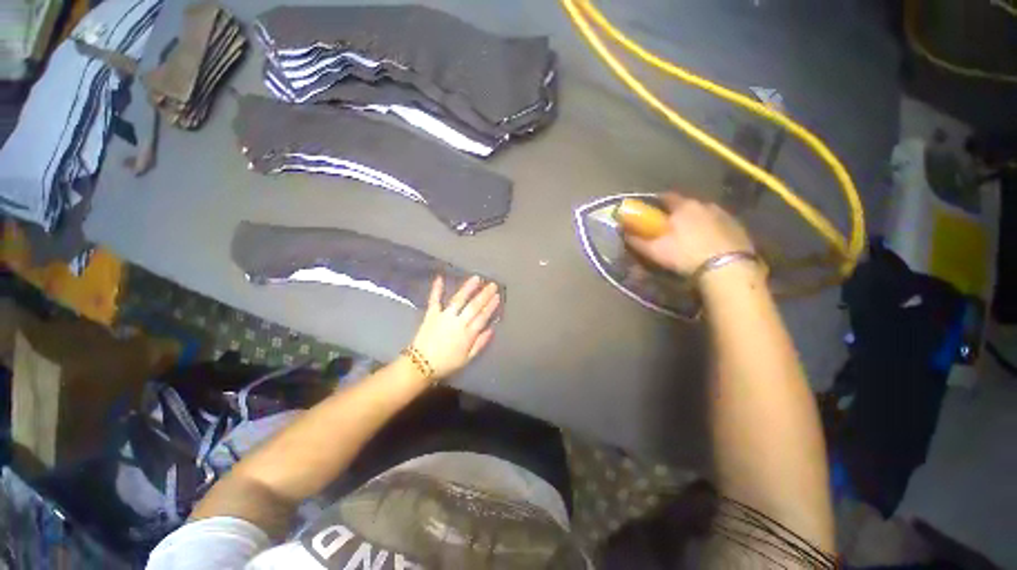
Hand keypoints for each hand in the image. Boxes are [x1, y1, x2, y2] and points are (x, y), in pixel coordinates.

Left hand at [409, 275, 500, 380]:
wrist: (420, 365)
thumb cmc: (446, 363)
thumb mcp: (467, 358)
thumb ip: (480, 343)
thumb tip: (492, 329)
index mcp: (467, 334)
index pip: (482, 317)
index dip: (490, 306)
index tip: (497, 296)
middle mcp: (458, 322)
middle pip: (473, 306)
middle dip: (484, 295)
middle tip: (492, 285)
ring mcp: (444, 317)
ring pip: (458, 300)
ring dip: (468, 288)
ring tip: (476, 278)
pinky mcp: (431, 315)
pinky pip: (434, 300)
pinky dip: (436, 289)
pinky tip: (440, 277)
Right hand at [624, 192, 754, 275]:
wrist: (728, 268)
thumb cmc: (685, 255)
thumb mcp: (654, 250)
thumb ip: (636, 240)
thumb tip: (623, 232)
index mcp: (683, 206)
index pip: (667, 197)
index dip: (657, 203)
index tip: (652, 212)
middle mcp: (705, 204)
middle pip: (687, 205)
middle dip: (678, 213)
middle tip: (670, 227)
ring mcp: (725, 215)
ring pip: (705, 214)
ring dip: (696, 221)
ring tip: (690, 237)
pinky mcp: (739, 228)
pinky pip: (720, 225)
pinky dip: (712, 230)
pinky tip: (709, 243)